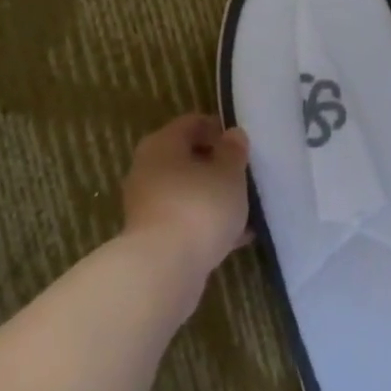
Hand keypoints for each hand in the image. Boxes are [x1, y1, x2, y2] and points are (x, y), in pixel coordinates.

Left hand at [121, 113, 250, 282]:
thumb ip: (233, 151)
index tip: (242, 143)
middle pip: (185, 157)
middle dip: (215, 165)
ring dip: (212, 195)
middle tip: (244, 174)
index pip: (191, 123)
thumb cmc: (200, 207)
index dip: (218, 128)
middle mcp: (147, 169)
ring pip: (186, 190)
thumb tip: (232, 135)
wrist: (164, 267)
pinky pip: (185, 218)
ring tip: (244, 207)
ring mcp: (147, 203)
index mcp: (162, 144)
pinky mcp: (153, 234)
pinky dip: (206, 221)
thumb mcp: (229, 174)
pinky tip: (235, 235)